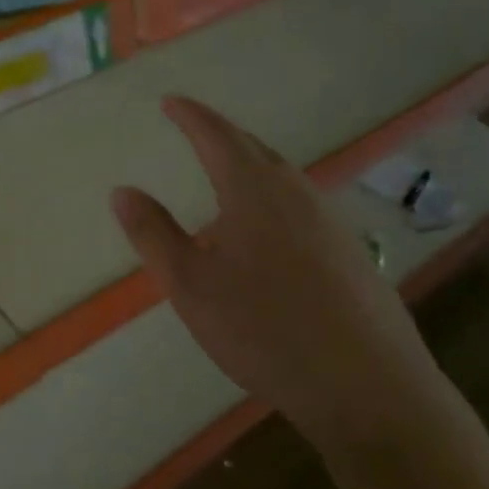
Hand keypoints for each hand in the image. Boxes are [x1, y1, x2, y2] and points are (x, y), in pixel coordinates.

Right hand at [111, 96, 457, 451]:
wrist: (366, 386)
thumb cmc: (262, 328)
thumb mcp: (189, 284)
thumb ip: (153, 234)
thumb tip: (122, 191)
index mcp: (255, 192)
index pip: (218, 136)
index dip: (191, 117)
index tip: (171, 102)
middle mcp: (298, 195)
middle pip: (256, 150)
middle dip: (223, 136)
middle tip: (197, 132)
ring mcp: (332, 224)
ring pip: (284, 179)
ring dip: (251, 167)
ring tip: (226, 177)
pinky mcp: (352, 254)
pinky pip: (303, 207)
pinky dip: (274, 199)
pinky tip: (269, 232)